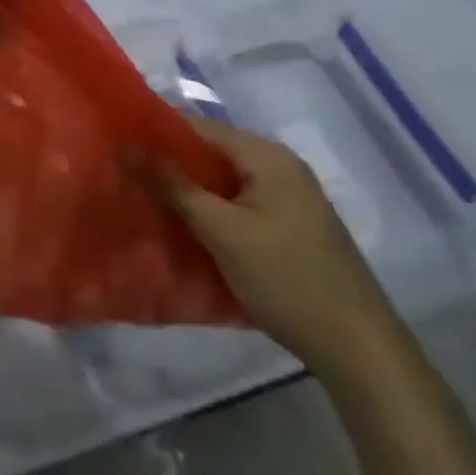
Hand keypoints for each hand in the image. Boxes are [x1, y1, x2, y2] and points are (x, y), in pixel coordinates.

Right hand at [147, 117, 405, 374]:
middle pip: (211, 150)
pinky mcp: (291, 224)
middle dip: (169, 162)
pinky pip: (239, 201)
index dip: (156, 131)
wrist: (359, 349)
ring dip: (188, 187)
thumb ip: (172, 184)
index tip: (116, 142)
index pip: (198, 125)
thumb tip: (125, 145)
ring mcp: (289, 196)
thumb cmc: (286, 279)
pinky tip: (185, 224)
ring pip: (223, 179)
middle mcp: (280, 165)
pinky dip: (211, 207)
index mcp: (267, 155)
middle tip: (125, 173)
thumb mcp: (221, 230)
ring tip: (145, 197)